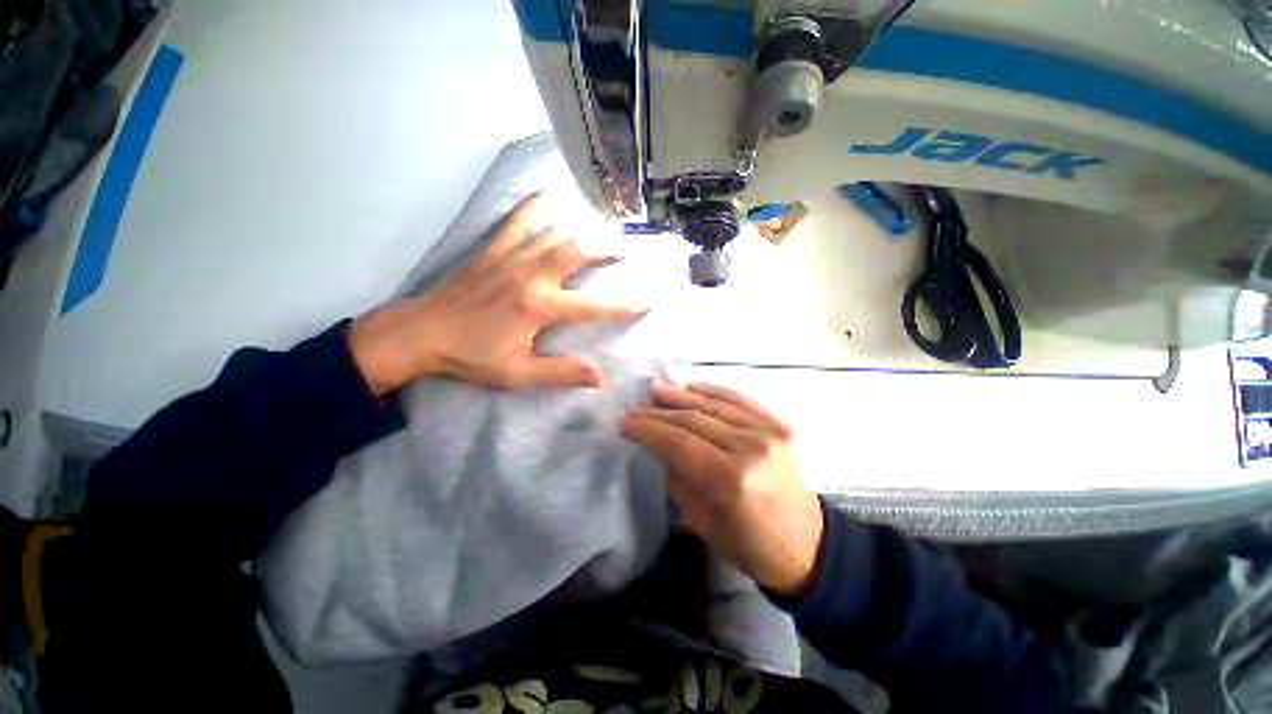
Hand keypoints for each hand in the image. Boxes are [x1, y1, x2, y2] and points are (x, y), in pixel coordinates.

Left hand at [349, 195, 639, 394]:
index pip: (591, 306)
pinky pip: (516, 222)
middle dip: (605, 249)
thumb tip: (599, 377)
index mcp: (539, 307)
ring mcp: (510, 258)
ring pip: (553, 234)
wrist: (420, 333)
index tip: (642, 303)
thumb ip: (560, 372)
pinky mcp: (491, 251)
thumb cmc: (471, 357)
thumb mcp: (518, 373)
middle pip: (576, 251)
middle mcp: (530, 276)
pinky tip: (545, 199)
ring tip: (595, 235)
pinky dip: (532, 209)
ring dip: (578, 234)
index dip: (620, 306)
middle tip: (623, 251)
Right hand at [622, 378, 823, 595]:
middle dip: (658, 412)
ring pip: (714, 405)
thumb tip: (661, 444)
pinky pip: (739, 400)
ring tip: (656, 387)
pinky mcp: (778, 425)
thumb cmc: (748, 544)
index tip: (626, 423)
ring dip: (681, 395)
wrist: (806, 544)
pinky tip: (691, 386)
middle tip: (635, 407)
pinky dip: (713, 391)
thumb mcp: (701, 521)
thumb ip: (679, 476)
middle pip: (693, 420)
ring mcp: (768, 432)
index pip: (679, 443)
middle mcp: (750, 447)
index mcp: (730, 479)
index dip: (648, 430)